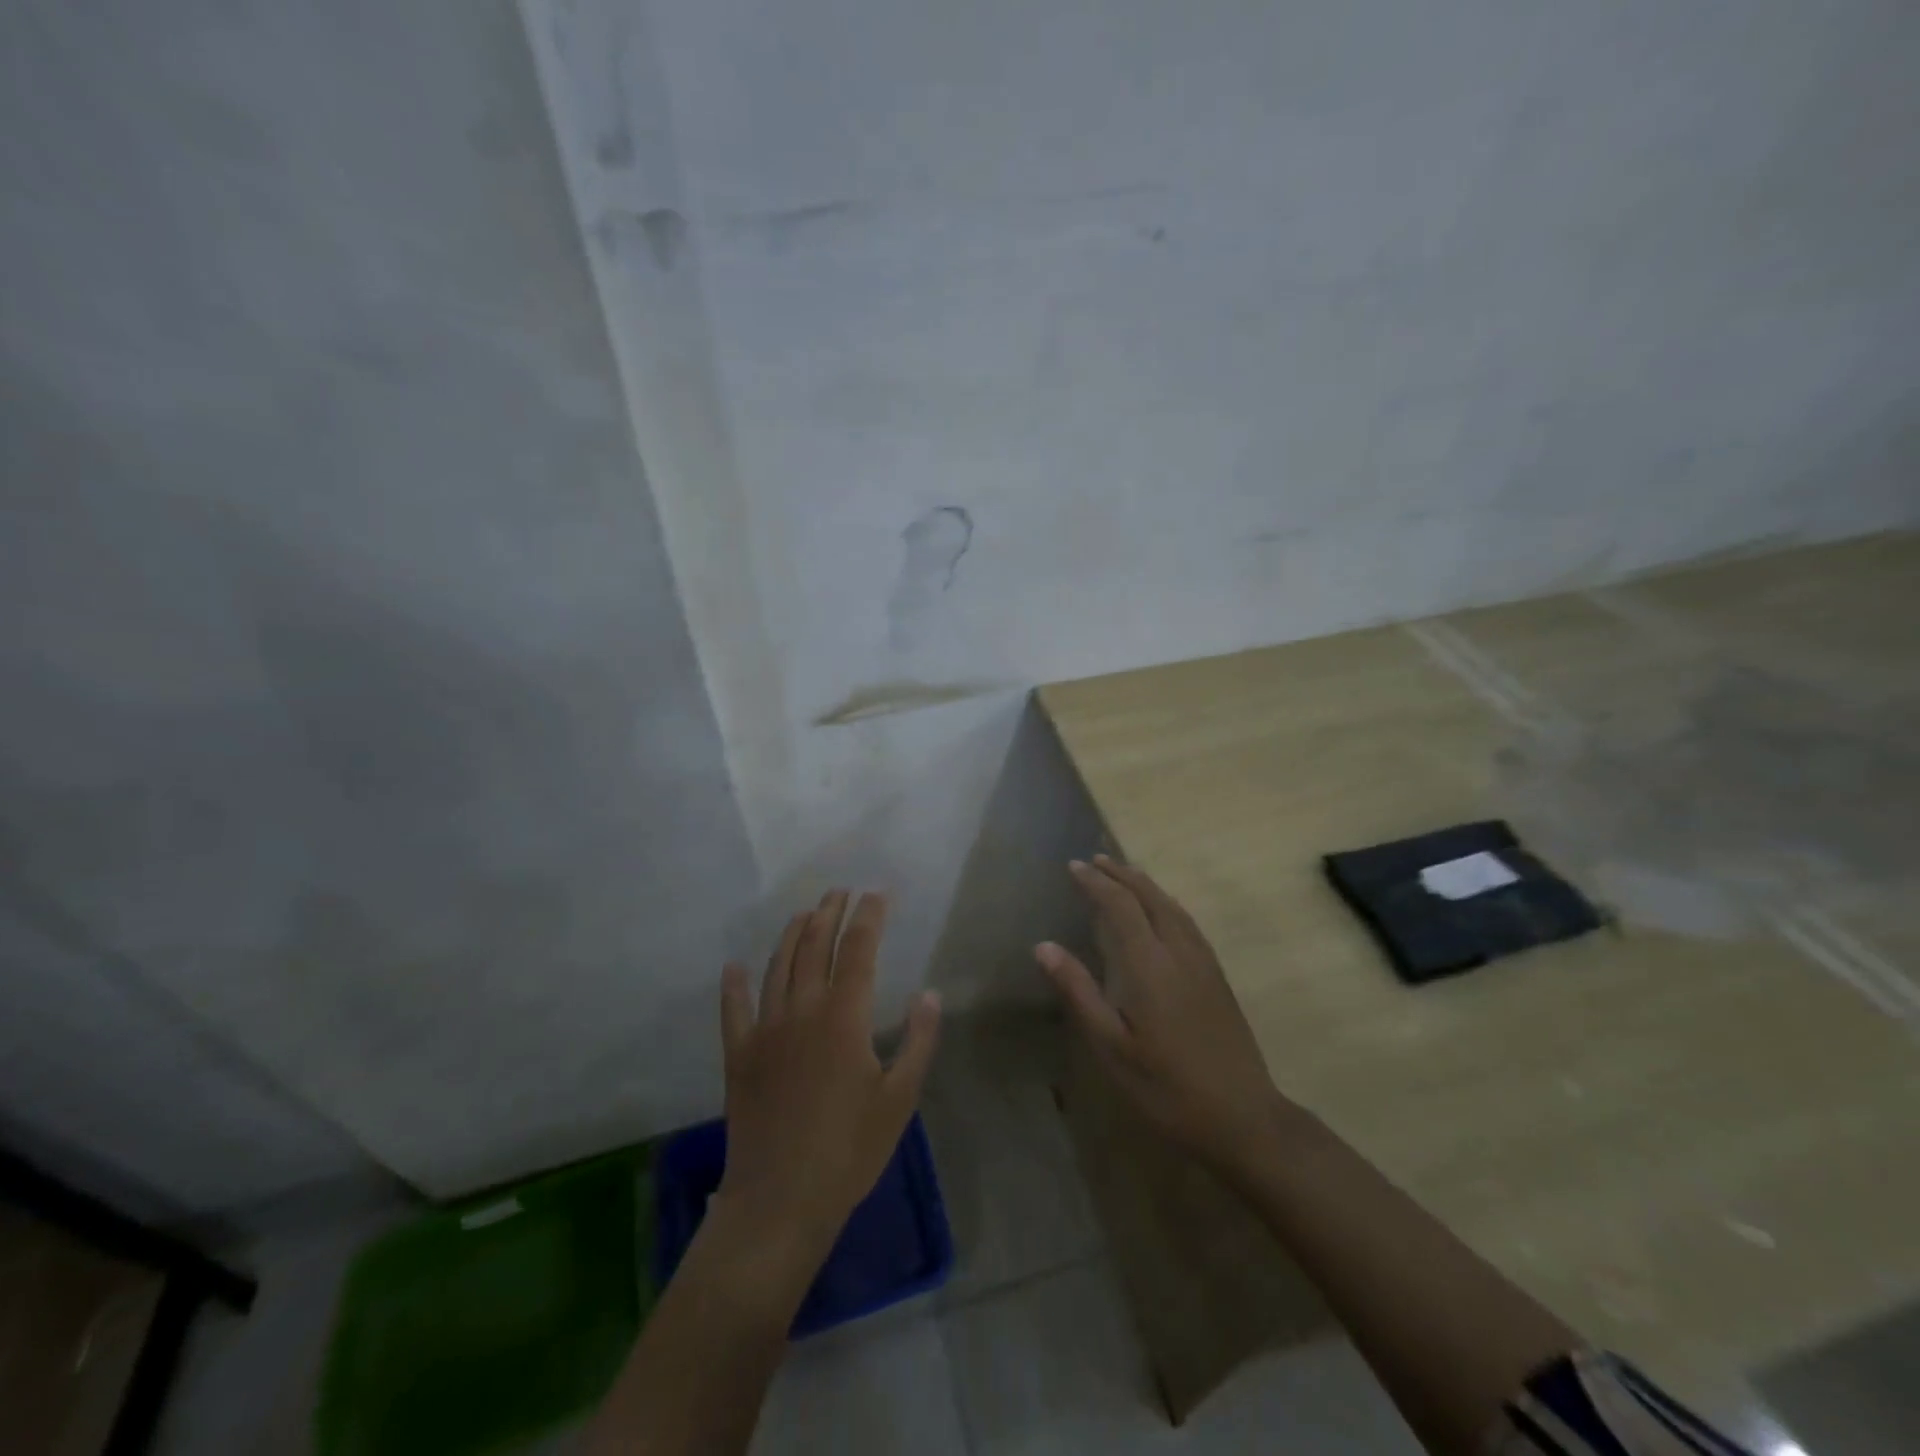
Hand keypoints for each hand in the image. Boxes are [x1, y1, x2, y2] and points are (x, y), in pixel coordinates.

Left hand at [716, 890, 941, 1268]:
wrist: (781, 1200)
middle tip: (840, 892)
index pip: (858, 949)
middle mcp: (802, 1010)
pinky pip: (733, 1010)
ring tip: (804, 913)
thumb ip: (920, 1041)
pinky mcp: (739, 1056)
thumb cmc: (850, 1149)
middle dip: (829, 913)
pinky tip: (732, 967)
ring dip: (792, 934)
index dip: (869, 917)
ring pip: (777, 967)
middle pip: (815, 947)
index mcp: (844, 1017)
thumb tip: (930, 993)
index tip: (878, 894)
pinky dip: (733, 985)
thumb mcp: (900, 1098)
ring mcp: (765, 1030)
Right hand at [1036, 857, 1284, 1183]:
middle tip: (1093, 860)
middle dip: (1120, 874)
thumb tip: (1043, 946)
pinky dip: (1164, 902)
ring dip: (1143, 883)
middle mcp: (1179, 951)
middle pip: (1149, 896)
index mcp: (1149, 964)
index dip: (1095, 882)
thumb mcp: (1112, 1047)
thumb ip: (1078, 992)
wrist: (1243, 1116)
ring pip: (1171, 905)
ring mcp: (1203, 962)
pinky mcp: (1217, 975)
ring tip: (1121, 874)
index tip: (1073, 866)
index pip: (1120, 905)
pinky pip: (1186, 920)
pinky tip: (1160, 911)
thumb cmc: (1167, 1087)